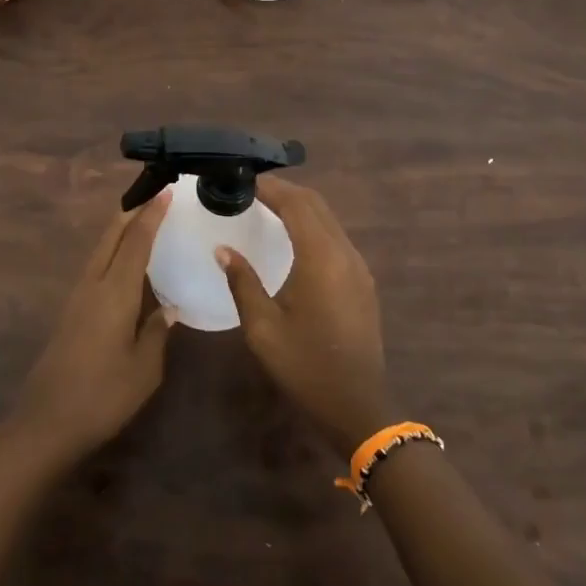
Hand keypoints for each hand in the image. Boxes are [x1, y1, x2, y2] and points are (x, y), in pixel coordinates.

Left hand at [10, 196, 171, 464]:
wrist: (46, 423)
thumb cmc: (103, 396)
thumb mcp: (144, 369)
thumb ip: (157, 332)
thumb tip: (168, 307)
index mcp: (114, 292)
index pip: (136, 241)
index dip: (152, 214)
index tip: (166, 191)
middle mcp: (92, 285)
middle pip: (111, 236)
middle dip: (132, 212)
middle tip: (154, 195)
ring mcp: (77, 298)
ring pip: (100, 250)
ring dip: (120, 230)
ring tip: (142, 221)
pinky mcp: (70, 312)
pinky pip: (95, 267)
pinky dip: (112, 252)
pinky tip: (124, 264)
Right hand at [218, 177, 392, 456]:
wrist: (358, 406)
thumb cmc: (305, 366)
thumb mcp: (263, 328)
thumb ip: (243, 282)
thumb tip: (223, 249)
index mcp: (321, 258)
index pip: (296, 204)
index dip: (270, 187)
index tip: (243, 180)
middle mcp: (344, 253)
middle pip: (316, 205)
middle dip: (285, 190)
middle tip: (251, 189)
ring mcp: (358, 266)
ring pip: (329, 219)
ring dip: (300, 206)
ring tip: (267, 207)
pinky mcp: (362, 281)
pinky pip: (336, 237)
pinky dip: (312, 225)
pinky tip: (292, 237)